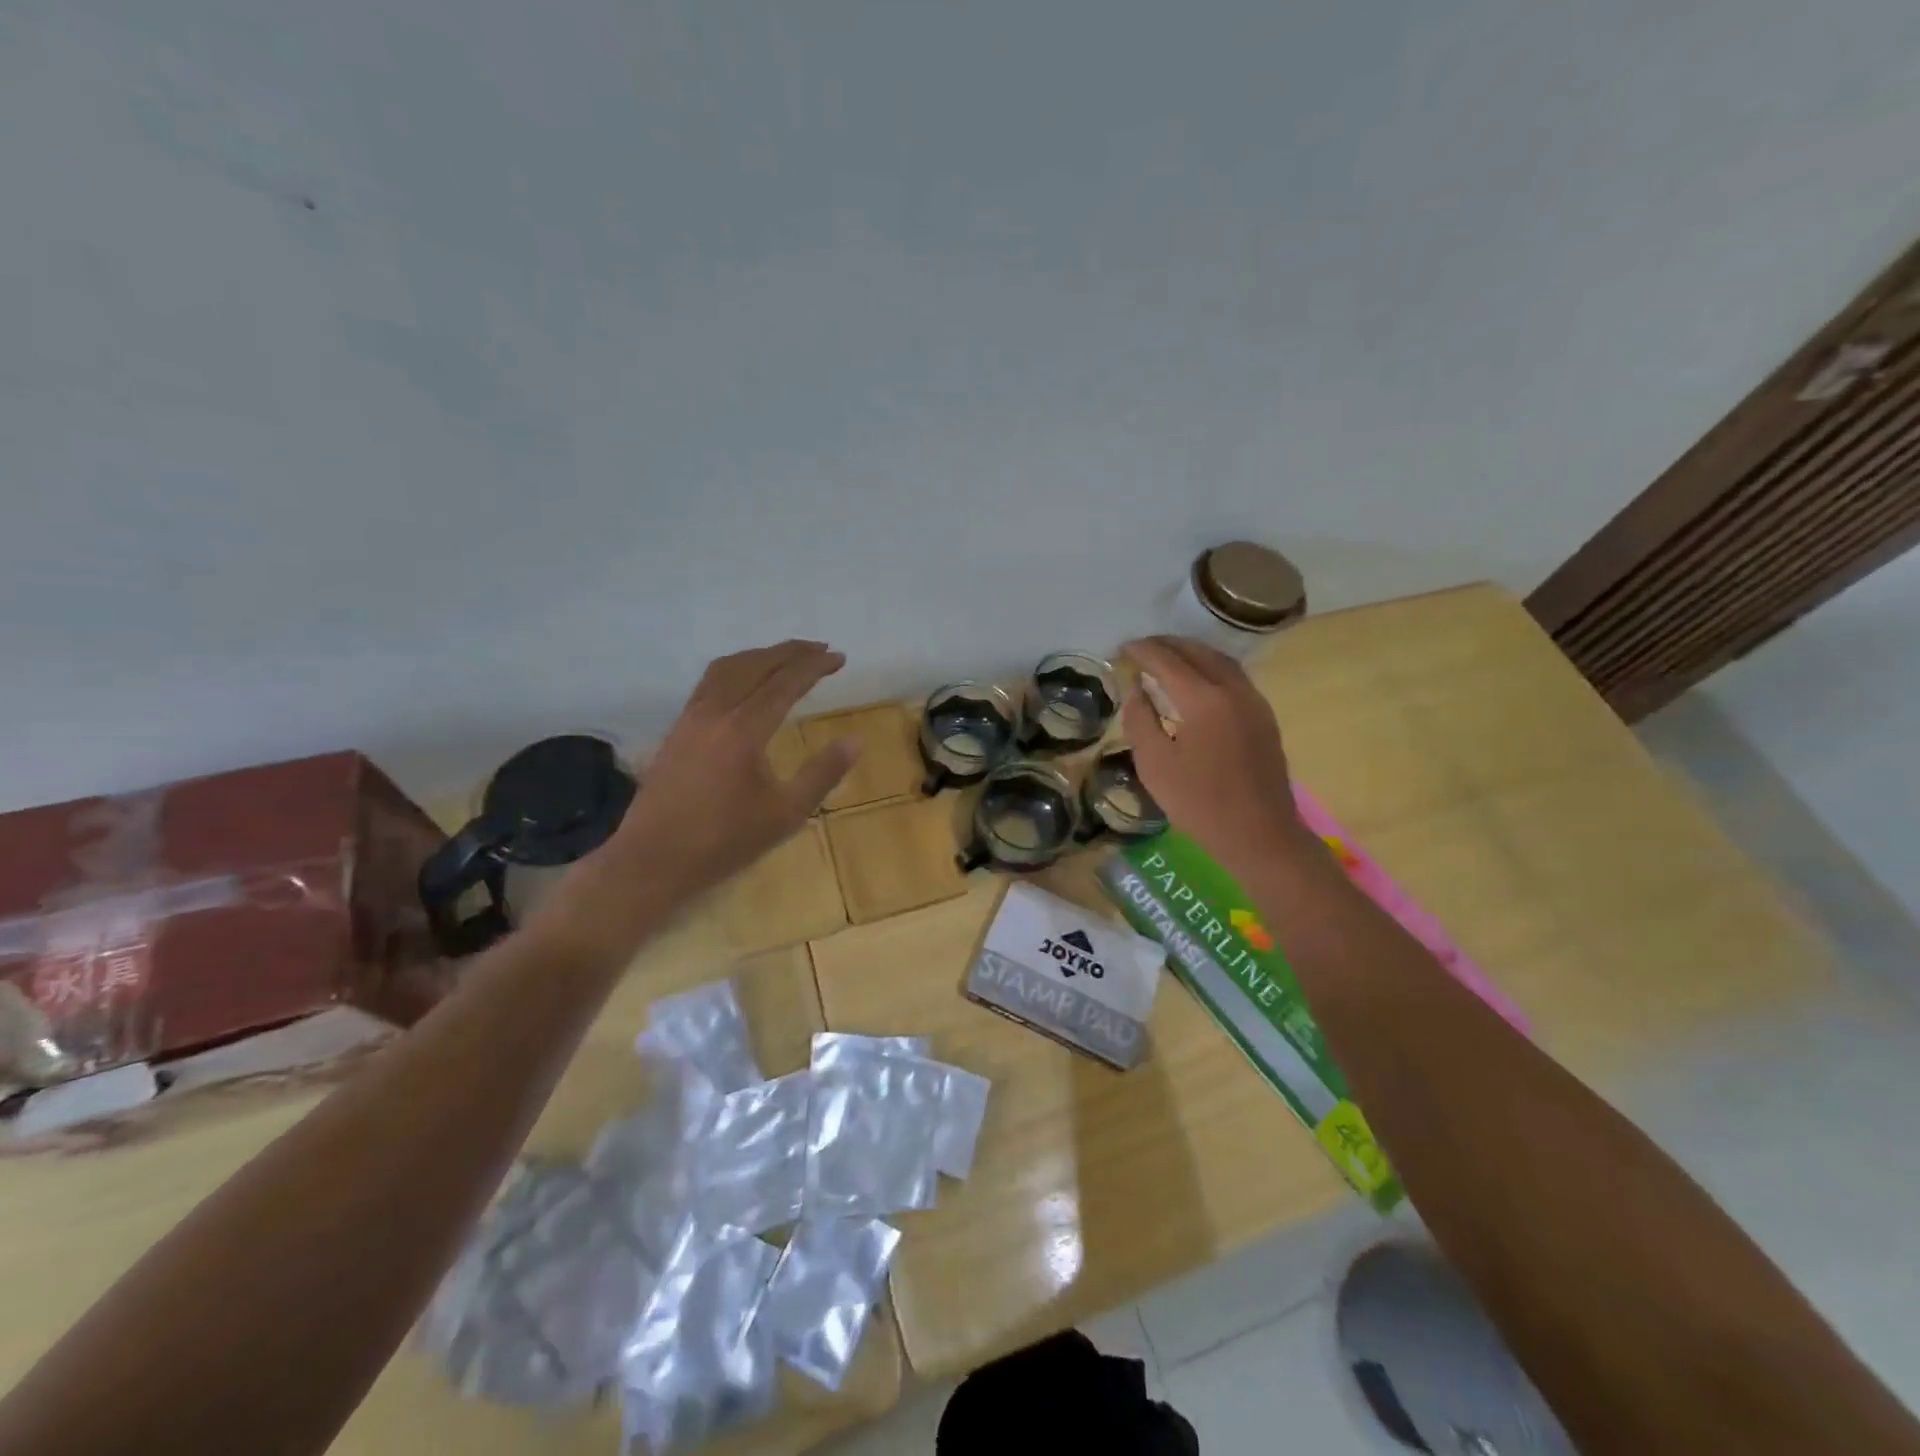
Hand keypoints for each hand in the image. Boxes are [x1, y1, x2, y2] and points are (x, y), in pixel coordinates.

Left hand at [605, 640, 858, 900]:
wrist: (653, 859)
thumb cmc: (724, 841)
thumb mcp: (785, 814)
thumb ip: (822, 774)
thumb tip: (855, 741)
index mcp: (744, 729)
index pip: (786, 682)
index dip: (814, 666)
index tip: (839, 657)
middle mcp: (716, 711)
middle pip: (756, 665)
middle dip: (790, 652)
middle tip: (820, 648)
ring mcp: (691, 717)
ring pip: (728, 668)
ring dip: (761, 655)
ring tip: (786, 657)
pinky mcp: (678, 729)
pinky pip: (710, 681)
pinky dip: (736, 668)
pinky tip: (745, 682)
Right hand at [1120, 636, 1312, 880]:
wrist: (1259, 834)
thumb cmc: (1199, 803)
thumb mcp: (1154, 765)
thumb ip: (1140, 720)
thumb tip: (1136, 689)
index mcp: (1204, 700)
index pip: (1167, 660)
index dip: (1142, 651)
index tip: (1122, 648)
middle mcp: (1233, 690)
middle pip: (1198, 652)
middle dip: (1167, 645)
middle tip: (1141, 648)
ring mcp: (1254, 702)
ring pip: (1220, 661)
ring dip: (1191, 652)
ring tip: (1167, 657)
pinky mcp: (1264, 716)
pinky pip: (1234, 677)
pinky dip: (1210, 667)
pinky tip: (1197, 681)